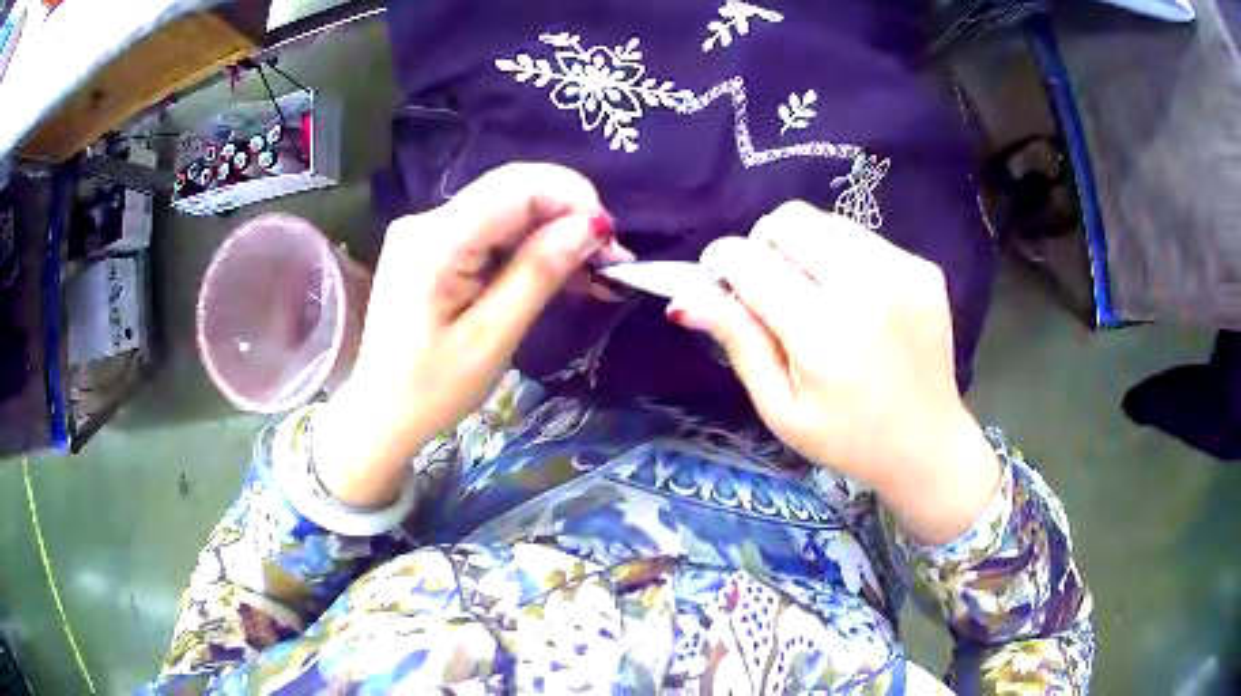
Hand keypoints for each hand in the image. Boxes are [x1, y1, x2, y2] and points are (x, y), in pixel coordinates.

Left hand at [315, 163, 628, 506]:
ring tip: (592, 272)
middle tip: (608, 259)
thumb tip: (591, 226)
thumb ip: (538, 273)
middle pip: (512, 190)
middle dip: (567, 214)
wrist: (381, 412)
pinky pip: (490, 230)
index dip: (572, 198)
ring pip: (505, 208)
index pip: (517, 186)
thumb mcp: (492, 338)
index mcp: (435, 240)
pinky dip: (526, 246)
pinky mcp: (431, 246)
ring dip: (552, 232)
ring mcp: (426, 231)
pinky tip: (555, 272)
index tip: (609, 242)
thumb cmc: (432, 389)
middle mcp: (427, 220)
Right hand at [667, 201, 999, 543]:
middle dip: (764, 245)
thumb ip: (738, 344)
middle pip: (789, 219)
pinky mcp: (923, 268)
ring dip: (804, 248)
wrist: (928, 444)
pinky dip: (842, 258)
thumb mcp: (781, 408)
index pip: (750, 260)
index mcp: (824, 331)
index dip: (721, 261)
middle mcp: (867, 286)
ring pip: (826, 221)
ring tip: (815, 296)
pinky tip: (854, 301)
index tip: (719, 280)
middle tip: (770, 289)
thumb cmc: (847, 439)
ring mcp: (903, 271)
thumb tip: (687, 298)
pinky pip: (862, 238)